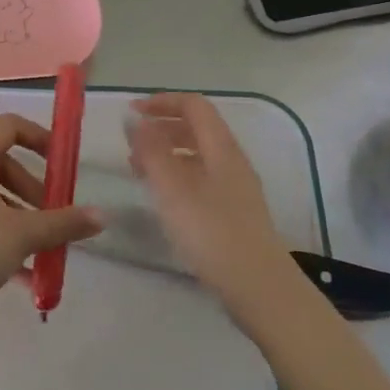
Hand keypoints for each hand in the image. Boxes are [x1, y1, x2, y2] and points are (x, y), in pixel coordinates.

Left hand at [0, 114, 102, 333]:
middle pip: (2, 163)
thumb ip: (63, 223)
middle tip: (53, 217)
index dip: (40, 138)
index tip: (62, 164)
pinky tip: (24, 276)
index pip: (8, 126)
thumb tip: (102, 217)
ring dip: (21, 218)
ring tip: (43, 251)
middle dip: (34, 190)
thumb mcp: (22, 235)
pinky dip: (1, 236)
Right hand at [128, 93, 289, 305]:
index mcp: (221, 148)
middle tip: (130, 143)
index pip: (194, 105)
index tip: (131, 111)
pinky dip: (177, 176)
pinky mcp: (234, 212)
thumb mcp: (173, 189)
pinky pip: (202, 178)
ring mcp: (236, 187)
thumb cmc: (212, 232)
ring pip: (198, 154)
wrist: (259, 287)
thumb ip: (151, 151)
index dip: (162, 102)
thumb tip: (134, 119)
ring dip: (167, 153)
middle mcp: (232, 160)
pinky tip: (163, 198)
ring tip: (138, 170)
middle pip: (197, 128)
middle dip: (161, 127)